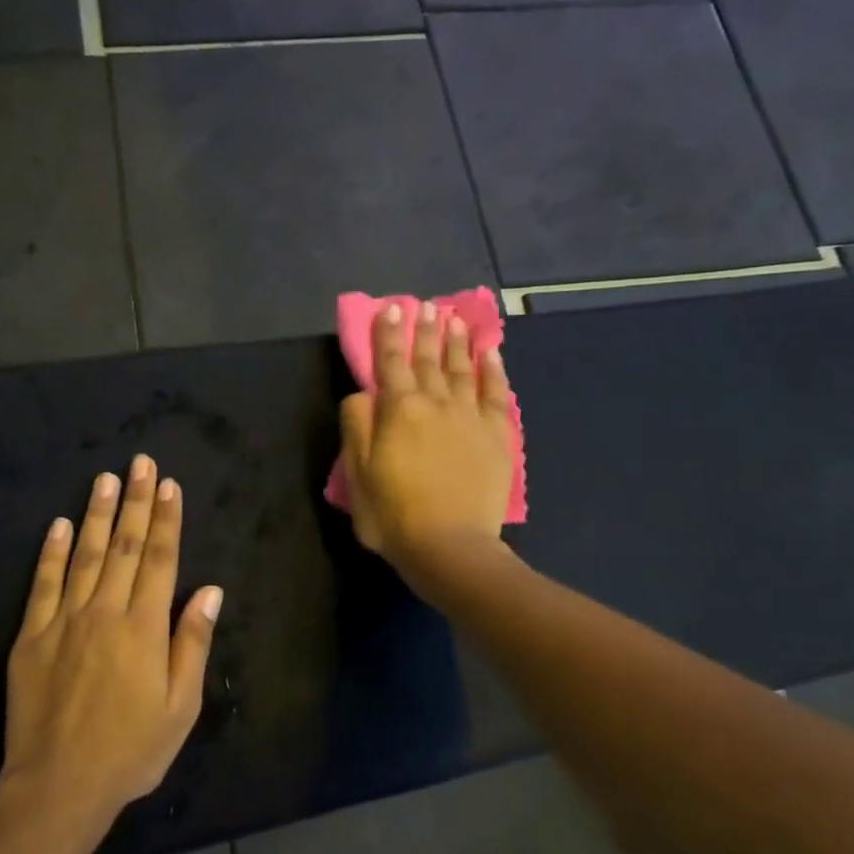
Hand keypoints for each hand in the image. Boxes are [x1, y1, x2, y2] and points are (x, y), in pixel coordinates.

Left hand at [2, 455, 223, 821]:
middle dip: (135, 501)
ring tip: (105, 479)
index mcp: (144, 627)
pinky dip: (50, 552)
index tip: (169, 485)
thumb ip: (191, 642)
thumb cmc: (131, 750)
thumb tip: (209, 590)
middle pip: (125, 546)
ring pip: (84, 554)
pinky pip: (42, 584)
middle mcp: (105, 611)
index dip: (167, 519)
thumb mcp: (181, 706)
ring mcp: (64, 620)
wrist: (59, 786)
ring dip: (97, 514)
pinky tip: (58, 525)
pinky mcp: (31, 636)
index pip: (160, 559)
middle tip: (140, 462)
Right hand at [340, 301, 514, 574]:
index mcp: (398, 411)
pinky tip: (490, 353)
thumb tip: (363, 394)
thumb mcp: (357, 475)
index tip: (392, 308)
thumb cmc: (393, 515)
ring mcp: (470, 417)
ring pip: (462, 369)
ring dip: (456, 342)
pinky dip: (493, 370)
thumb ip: (357, 427)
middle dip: (425, 330)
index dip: (388, 334)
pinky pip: (495, 394)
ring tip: (454, 319)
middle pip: (428, 359)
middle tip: (426, 306)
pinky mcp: (496, 435)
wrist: (450, 547)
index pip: (390, 362)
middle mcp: (435, 404)